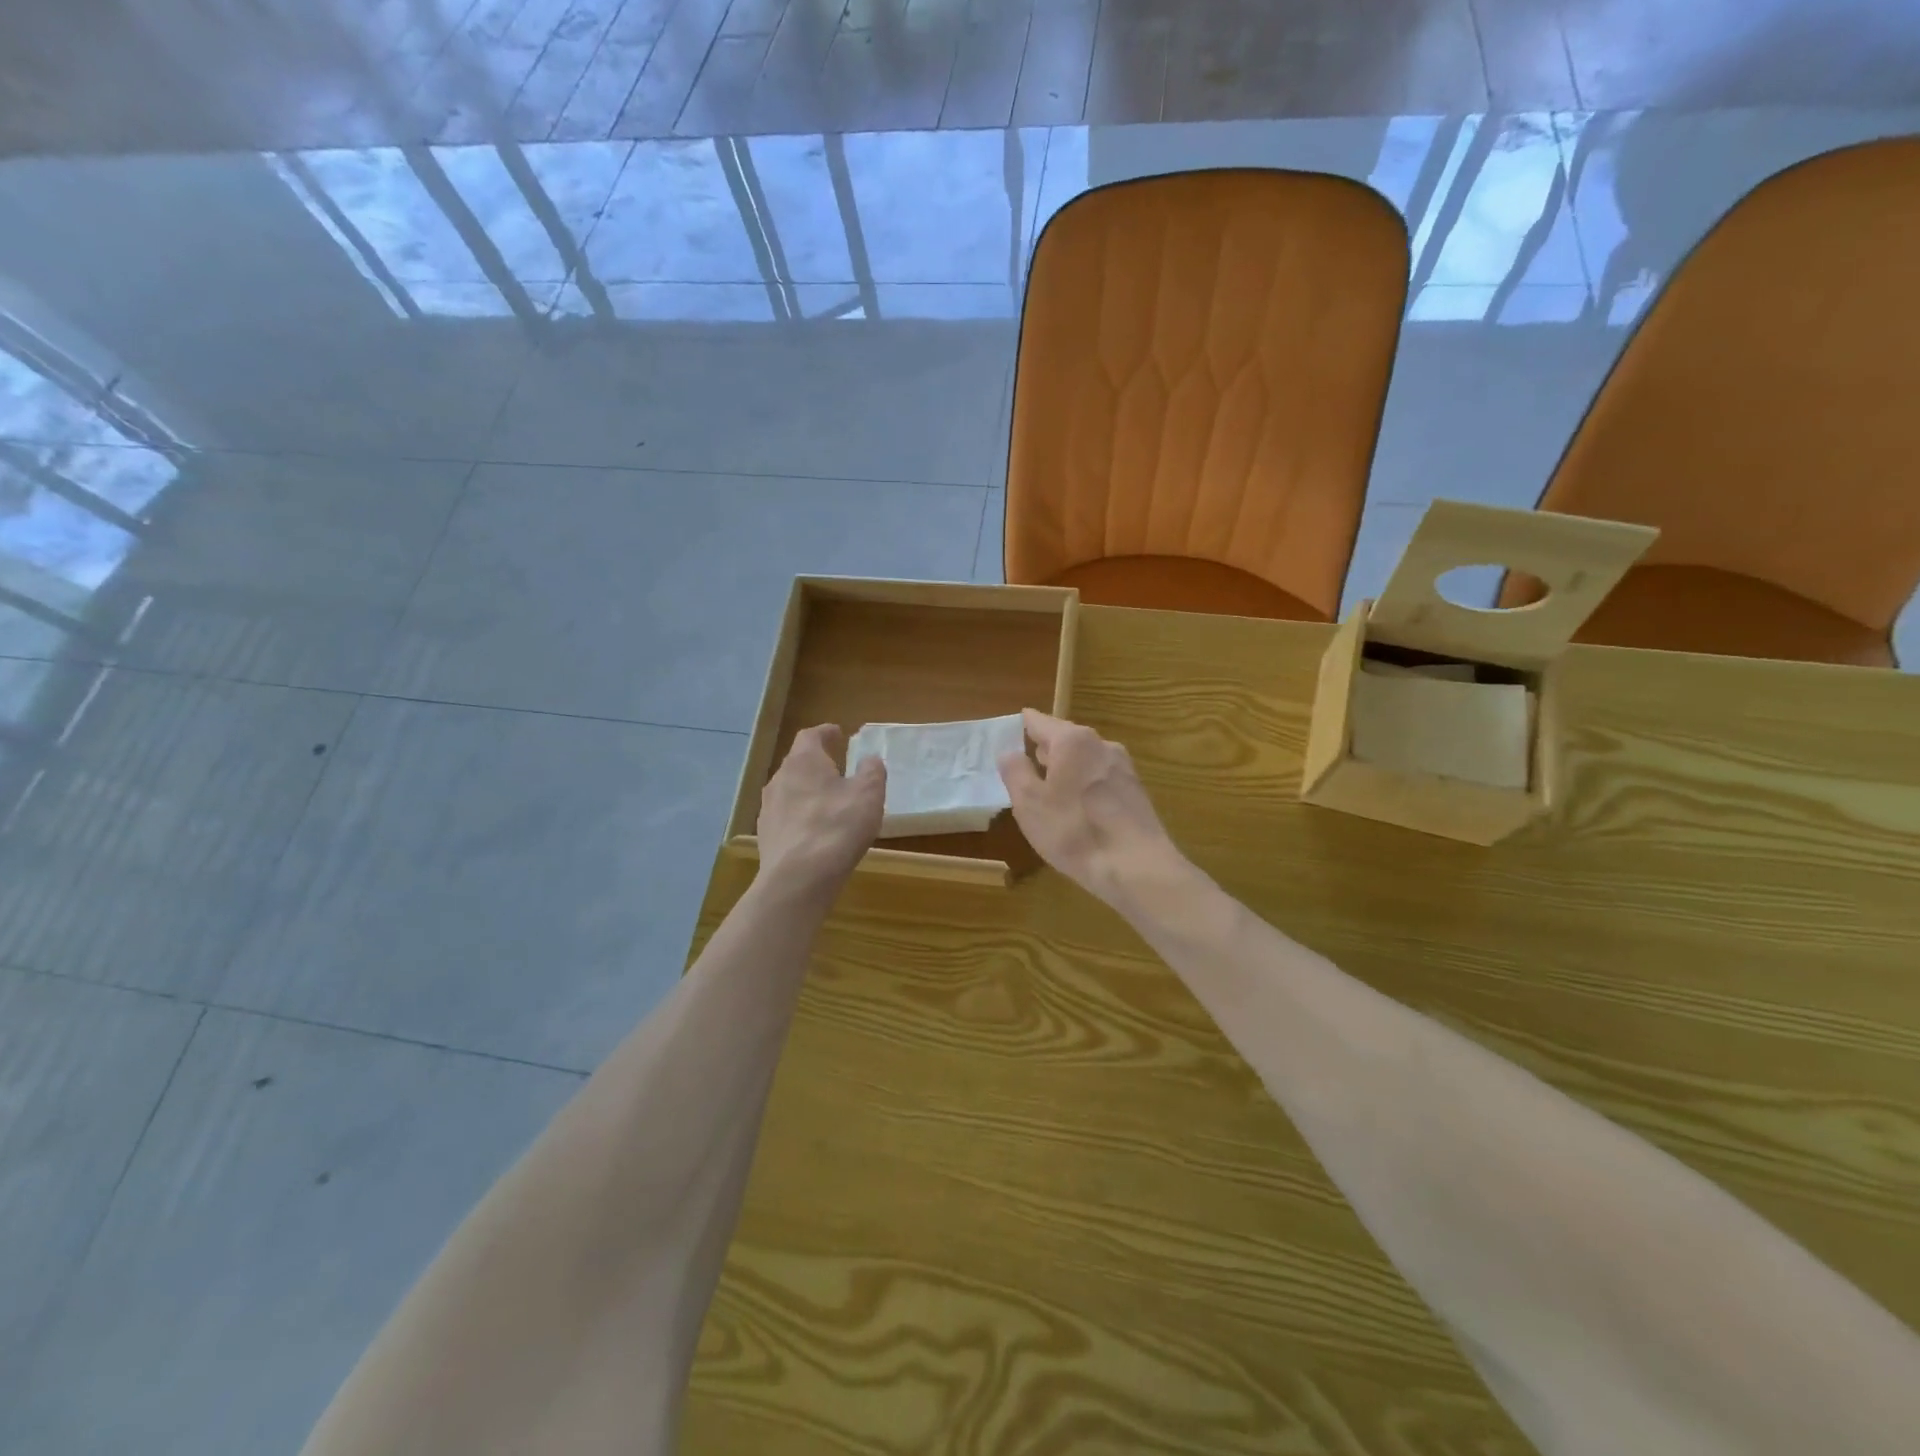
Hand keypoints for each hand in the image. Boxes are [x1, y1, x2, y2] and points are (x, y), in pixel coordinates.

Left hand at [756, 725, 885, 898]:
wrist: (799, 877)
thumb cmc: (838, 826)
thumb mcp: (868, 794)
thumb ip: (871, 771)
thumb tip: (869, 759)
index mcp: (804, 760)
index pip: (810, 735)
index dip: (825, 733)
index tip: (838, 734)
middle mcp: (780, 778)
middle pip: (797, 762)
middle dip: (816, 763)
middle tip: (837, 769)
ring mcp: (768, 808)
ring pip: (789, 790)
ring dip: (807, 791)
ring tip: (827, 802)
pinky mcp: (766, 835)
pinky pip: (785, 816)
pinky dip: (800, 816)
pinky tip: (814, 832)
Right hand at [998, 709, 1178, 907]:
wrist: (1136, 867)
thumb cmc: (1074, 830)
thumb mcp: (1029, 804)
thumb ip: (1015, 772)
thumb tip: (1009, 752)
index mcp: (1072, 741)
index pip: (1039, 721)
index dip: (1022, 724)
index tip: (1010, 730)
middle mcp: (1101, 744)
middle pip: (1065, 738)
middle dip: (1045, 749)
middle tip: (1025, 761)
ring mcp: (1123, 767)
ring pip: (1085, 759)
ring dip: (1066, 769)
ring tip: (1048, 786)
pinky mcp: (1135, 792)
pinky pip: (1100, 779)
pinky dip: (1084, 785)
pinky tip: (1077, 808)